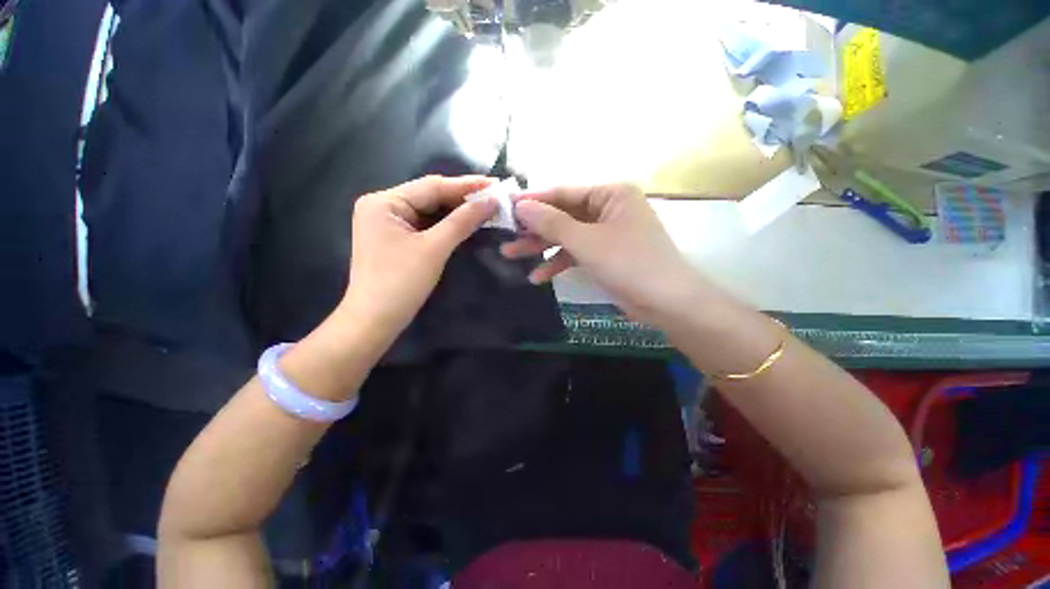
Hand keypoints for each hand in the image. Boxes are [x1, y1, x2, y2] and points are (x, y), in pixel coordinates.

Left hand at [337, 175, 496, 342]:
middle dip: (463, 198)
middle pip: (430, 196)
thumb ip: (462, 221)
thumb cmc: (401, 282)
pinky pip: (426, 225)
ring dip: (457, 211)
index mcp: (384, 202)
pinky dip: (447, 224)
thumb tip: (492, 201)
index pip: (432, 186)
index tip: (495, 184)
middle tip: (495, 196)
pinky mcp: (396, 238)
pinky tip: (466, 221)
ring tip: (486, 207)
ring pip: (430, 211)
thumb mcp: (434, 248)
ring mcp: (388, 223)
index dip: (466, 185)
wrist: (375, 320)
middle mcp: (383, 206)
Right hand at [503, 183, 701, 325]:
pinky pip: (576, 253)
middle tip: (505, 236)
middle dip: (534, 229)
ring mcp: (606, 232)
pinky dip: (558, 263)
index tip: (505, 207)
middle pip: (562, 215)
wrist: (667, 303)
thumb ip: (551, 223)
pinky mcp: (605, 254)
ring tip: (510, 256)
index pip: (563, 192)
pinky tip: (538, 276)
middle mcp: (608, 208)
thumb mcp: (586, 242)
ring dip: (541, 247)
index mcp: (610, 193)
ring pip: (566, 235)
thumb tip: (520, 206)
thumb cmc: (628, 264)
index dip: (533, 200)